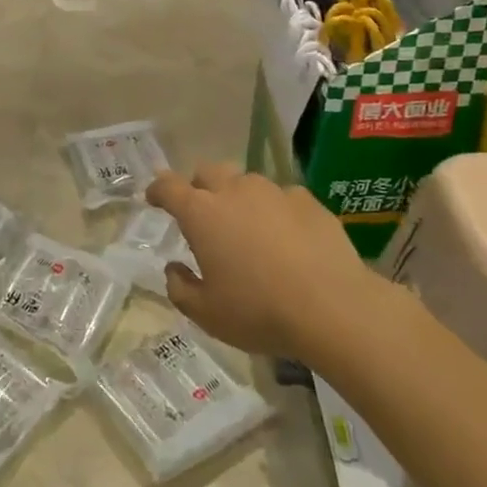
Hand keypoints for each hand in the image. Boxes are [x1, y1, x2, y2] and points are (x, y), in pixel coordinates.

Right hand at [150, 162, 391, 360]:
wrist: (333, 307)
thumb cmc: (259, 310)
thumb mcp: (207, 314)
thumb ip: (180, 288)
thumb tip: (174, 268)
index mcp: (201, 213)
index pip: (168, 187)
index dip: (157, 190)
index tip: (153, 198)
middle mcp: (234, 191)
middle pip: (207, 172)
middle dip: (199, 186)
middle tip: (202, 213)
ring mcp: (273, 191)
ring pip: (246, 182)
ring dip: (239, 197)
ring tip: (248, 227)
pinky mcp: (307, 200)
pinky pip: (282, 197)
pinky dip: (276, 211)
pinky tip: (287, 237)